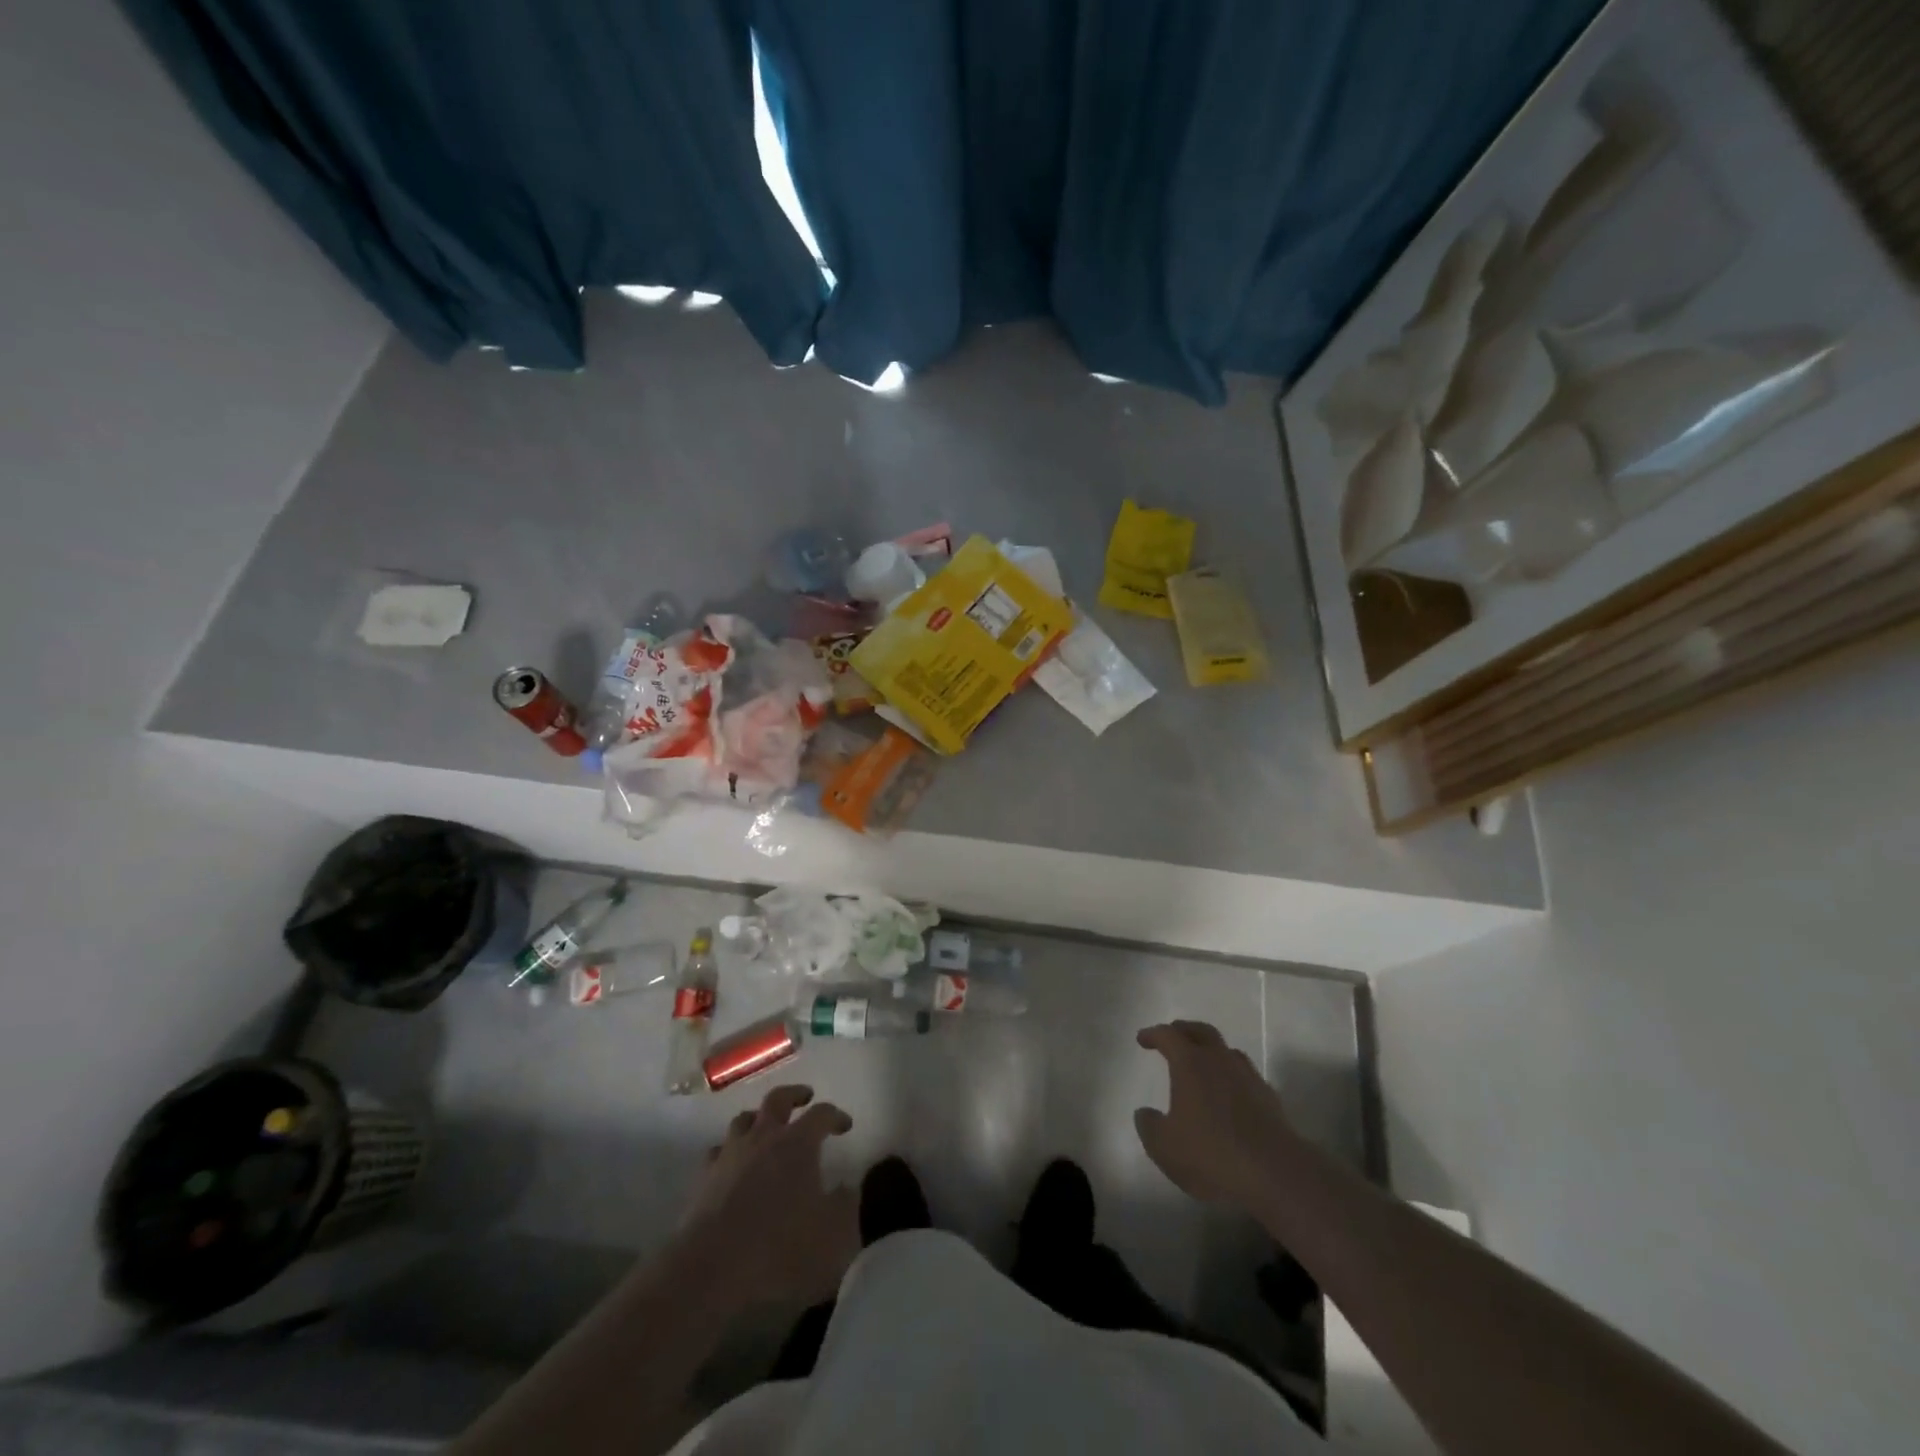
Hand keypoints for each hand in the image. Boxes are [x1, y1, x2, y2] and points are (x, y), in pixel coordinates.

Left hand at [681, 1085, 859, 1306]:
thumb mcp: (833, 1236)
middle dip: (794, 1095)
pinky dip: (729, 1151)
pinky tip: (733, 1165)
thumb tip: (847, 1186)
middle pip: (777, 1099)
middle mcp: (763, 1138)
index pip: (821, 1114)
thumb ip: (845, 1206)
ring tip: (766, 1128)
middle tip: (805, 1097)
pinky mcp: (704, 1179)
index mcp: (798, 1143)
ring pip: (743, 1120)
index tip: (845, 1125)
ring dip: (758, 1119)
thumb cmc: (780, 1250)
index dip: (835, 1116)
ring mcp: (730, 1155)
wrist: (710, 1272)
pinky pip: (718, 1152)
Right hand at [1135, 1021, 1299, 1209]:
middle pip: (1201, 1031)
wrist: (1275, 1175)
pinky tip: (1229, 1094)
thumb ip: (1149, 1126)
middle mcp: (1220, 1060)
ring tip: (1202, 1063)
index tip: (1142, 1040)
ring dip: (1211, 1050)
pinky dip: (1232, 1076)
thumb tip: (1145, 1113)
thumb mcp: (1164, 1147)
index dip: (1153, 1035)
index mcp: (1190, 1063)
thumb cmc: (1211, 1155)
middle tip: (1172, 1036)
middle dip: (1184, 1030)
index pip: (1168, 1035)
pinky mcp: (1269, 1098)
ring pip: (1227, 1050)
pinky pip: (1245, 1075)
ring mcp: (1248, 1077)